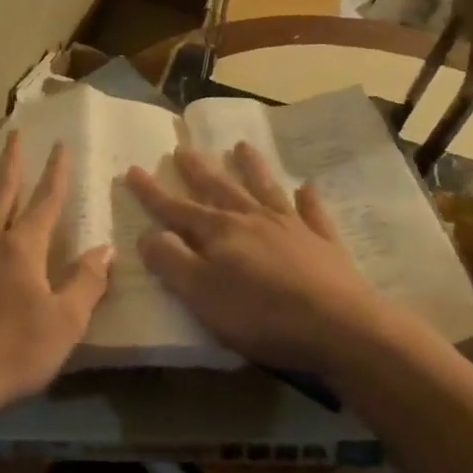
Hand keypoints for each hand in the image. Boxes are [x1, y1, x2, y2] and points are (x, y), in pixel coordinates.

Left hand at [0, 132, 112, 427]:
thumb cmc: (13, 352)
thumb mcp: (65, 323)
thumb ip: (86, 282)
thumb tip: (105, 248)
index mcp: (21, 248)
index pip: (45, 201)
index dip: (56, 172)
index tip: (61, 144)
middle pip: (0, 193)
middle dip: (11, 164)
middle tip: (14, 135)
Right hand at [124, 143, 398, 373]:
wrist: (339, 326)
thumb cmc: (260, 314)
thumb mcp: (201, 293)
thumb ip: (171, 261)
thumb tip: (148, 233)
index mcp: (219, 233)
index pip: (176, 208)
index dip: (152, 192)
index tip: (132, 170)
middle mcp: (252, 220)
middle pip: (220, 189)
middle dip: (198, 169)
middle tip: (183, 147)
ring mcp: (292, 228)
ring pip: (266, 189)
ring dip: (253, 167)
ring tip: (242, 145)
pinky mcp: (324, 244)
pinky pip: (314, 214)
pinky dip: (309, 200)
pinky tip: (308, 188)